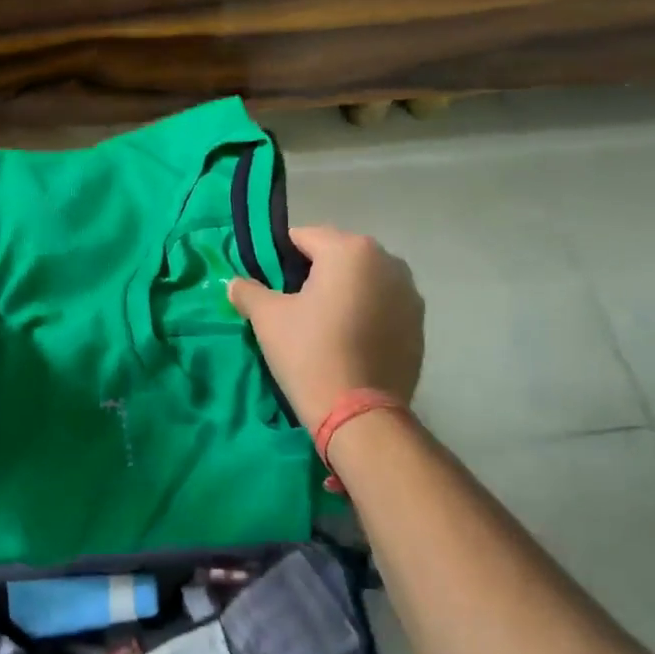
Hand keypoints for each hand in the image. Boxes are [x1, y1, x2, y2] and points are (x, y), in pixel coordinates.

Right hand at [228, 226, 423, 429]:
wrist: (360, 416)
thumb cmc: (310, 353)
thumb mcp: (268, 318)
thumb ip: (248, 290)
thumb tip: (235, 283)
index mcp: (350, 250)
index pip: (303, 237)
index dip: (280, 257)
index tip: (268, 283)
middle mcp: (387, 261)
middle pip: (337, 255)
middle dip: (314, 272)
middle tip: (292, 305)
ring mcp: (409, 293)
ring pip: (363, 279)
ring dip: (343, 291)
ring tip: (322, 324)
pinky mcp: (419, 325)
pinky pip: (383, 305)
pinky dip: (366, 312)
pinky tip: (349, 341)